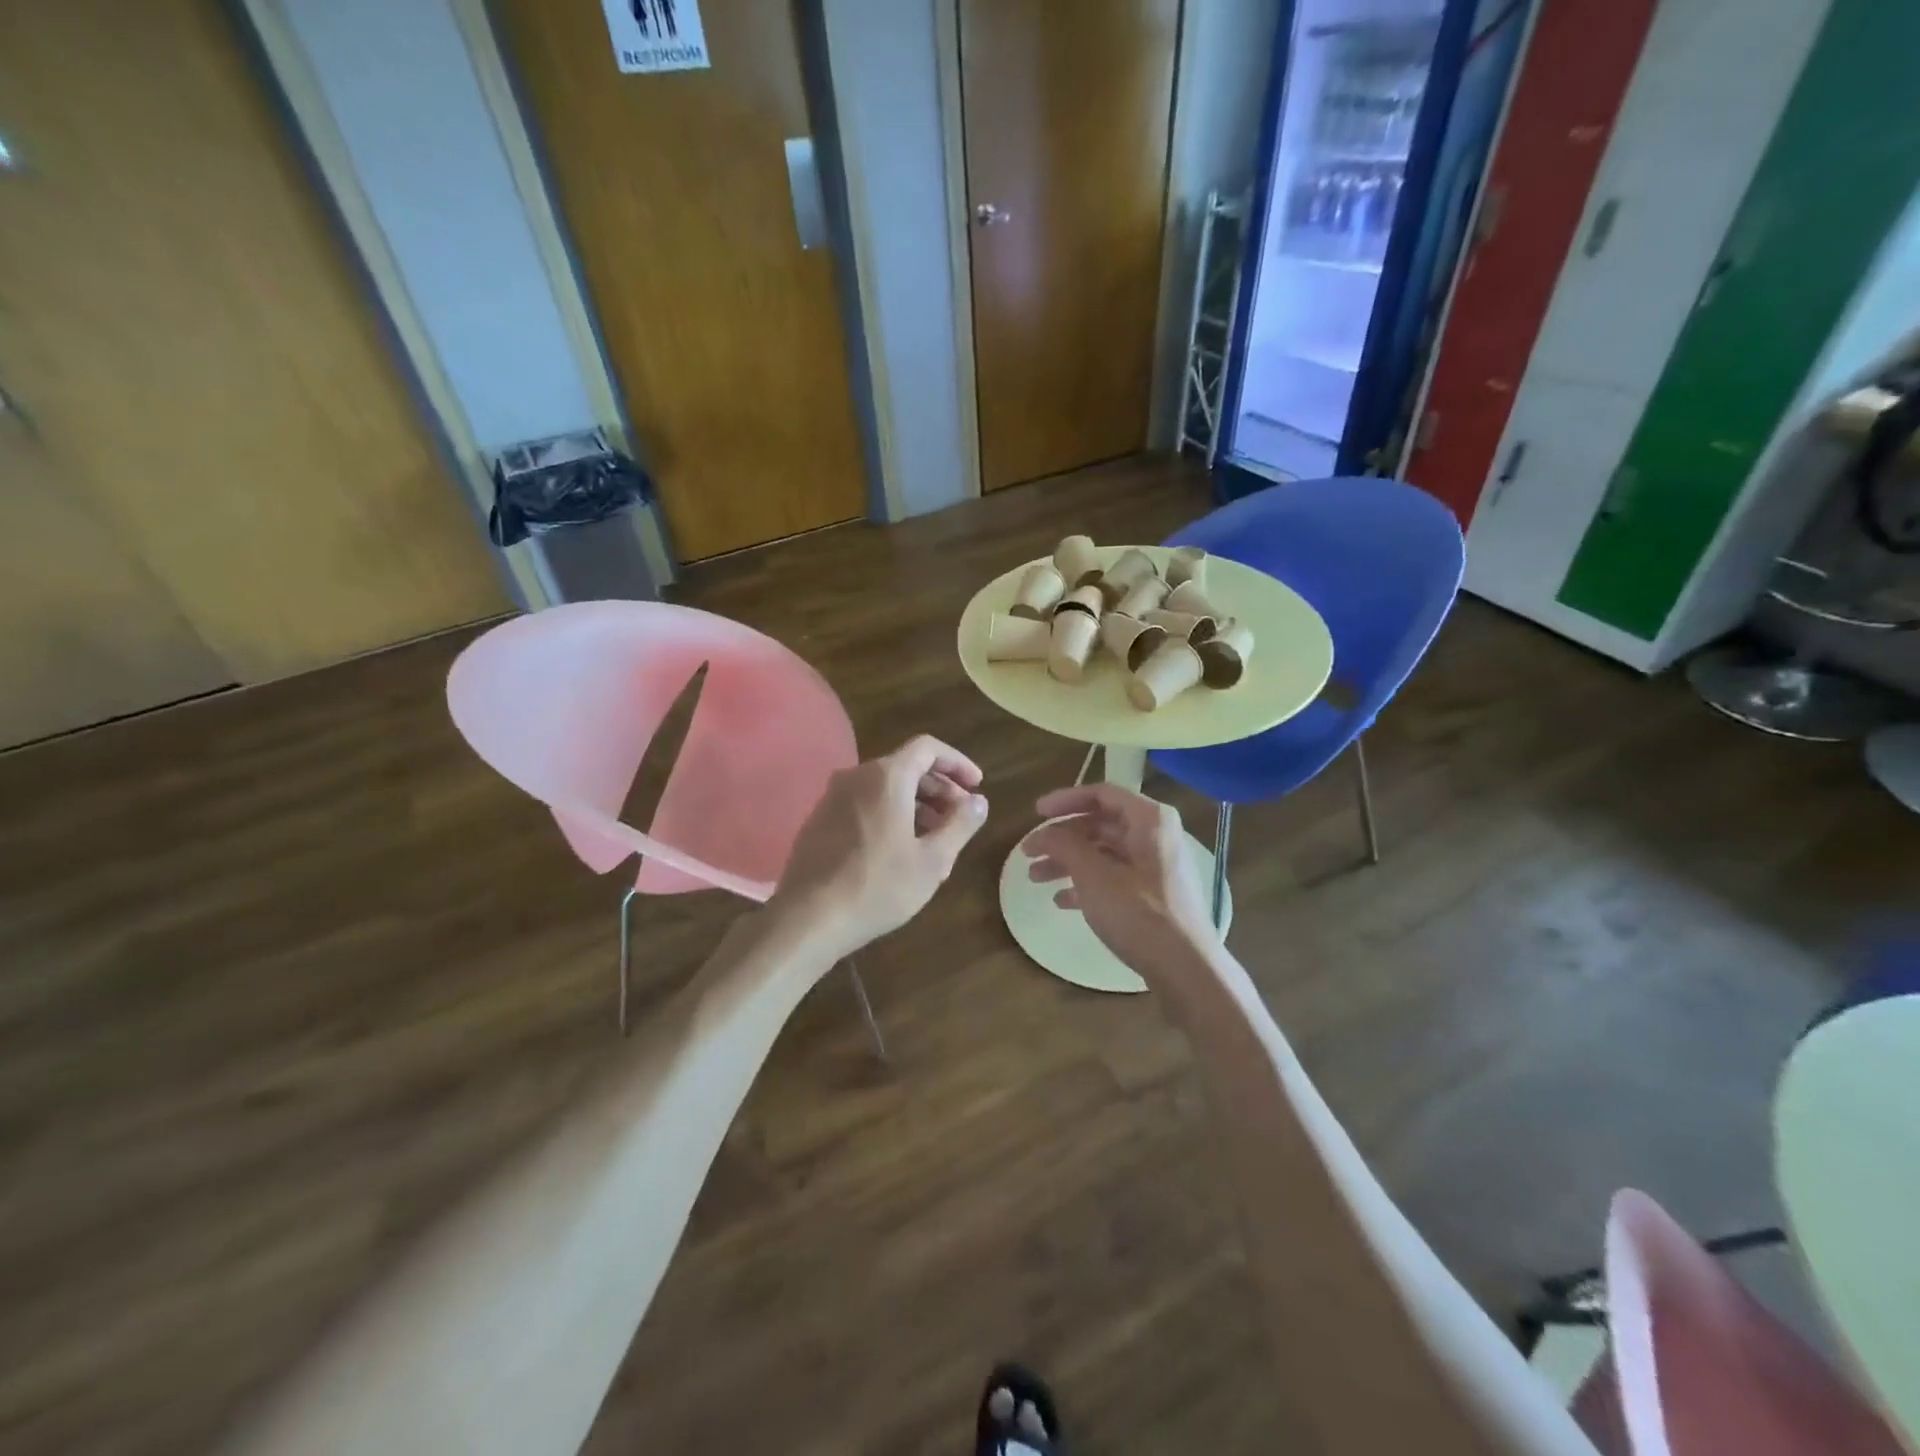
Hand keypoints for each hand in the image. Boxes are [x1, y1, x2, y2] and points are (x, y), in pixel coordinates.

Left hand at [771, 735, 988, 959]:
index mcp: (886, 777)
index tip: (977, 786)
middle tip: (960, 817)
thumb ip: (960, 824)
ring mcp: (833, 797)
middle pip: (906, 767)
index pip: (928, 748)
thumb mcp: (932, 860)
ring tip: (936, 840)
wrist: (808, 918)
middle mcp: (856, 776)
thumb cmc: (878, 886)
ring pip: (884, 788)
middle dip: (939, 788)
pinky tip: (900, 850)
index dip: (957, 763)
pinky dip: (890, 815)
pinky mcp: (819, 820)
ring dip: (916, 805)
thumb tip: (979, 801)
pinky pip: (864, 804)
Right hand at [1022, 784, 1220, 984]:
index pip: (1102, 794)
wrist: (1185, 967)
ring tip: (1035, 878)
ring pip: (1103, 853)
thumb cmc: (1139, 913)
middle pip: (1100, 824)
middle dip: (1061, 837)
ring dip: (1067, 862)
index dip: (1065, 800)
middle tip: (1028, 852)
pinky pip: (1113, 877)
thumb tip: (1044, 832)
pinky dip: (1086, 883)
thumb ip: (1064, 845)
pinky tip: (1062, 901)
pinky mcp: (1153, 894)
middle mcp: (1155, 836)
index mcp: (1148, 820)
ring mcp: (1156, 866)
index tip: (1035, 813)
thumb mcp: (1094, 875)